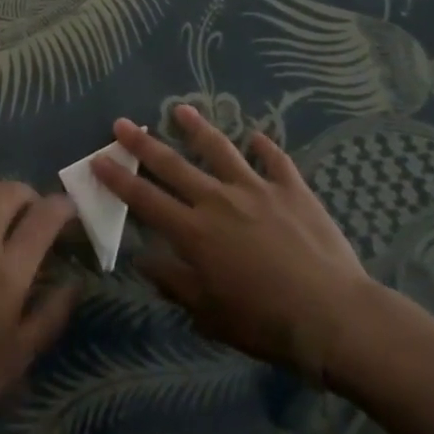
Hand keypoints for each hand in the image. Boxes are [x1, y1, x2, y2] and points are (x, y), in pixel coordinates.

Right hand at [92, 106, 383, 389]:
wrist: (334, 317)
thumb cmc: (267, 323)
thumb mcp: (211, 314)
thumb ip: (174, 283)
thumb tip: (143, 260)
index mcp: (194, 232)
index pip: (146, 199)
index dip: (119, 179)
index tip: (98, 159)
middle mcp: (218, 201)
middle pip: (173, 165)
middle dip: (143, 143)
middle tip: (121, 123)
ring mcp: (257, 189)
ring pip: (220, 149)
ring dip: (197, 128)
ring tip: (180, 109)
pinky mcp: (292, 189)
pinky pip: (275, 160)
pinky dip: (264, 147)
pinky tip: (257, 136)